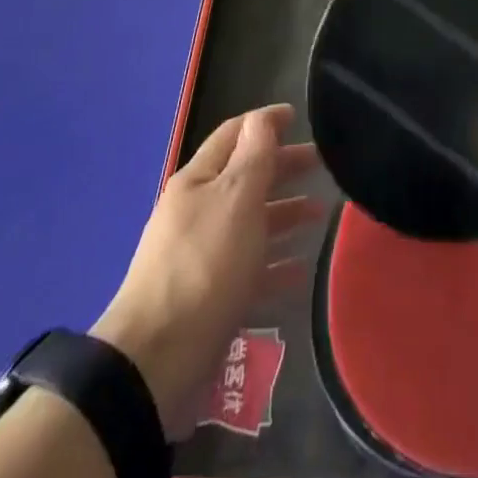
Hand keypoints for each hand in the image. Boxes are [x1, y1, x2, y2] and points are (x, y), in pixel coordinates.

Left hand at [91, 105, 321, 440]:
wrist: (156, 361)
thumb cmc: (204, 266)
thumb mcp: (236, 199)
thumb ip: (254, 157)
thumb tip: (263, 118)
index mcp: (198, 180)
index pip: (234, 135)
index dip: (265, 122)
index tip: (298, 116)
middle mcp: (197, 211)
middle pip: (245, 178)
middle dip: (281, 167)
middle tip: (321, 165)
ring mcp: (202, 257)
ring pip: (250, 223)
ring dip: (283, 214)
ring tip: (319, 215)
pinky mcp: (209, 299)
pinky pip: (249, 270)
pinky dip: (275, 264)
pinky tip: (301, 270)